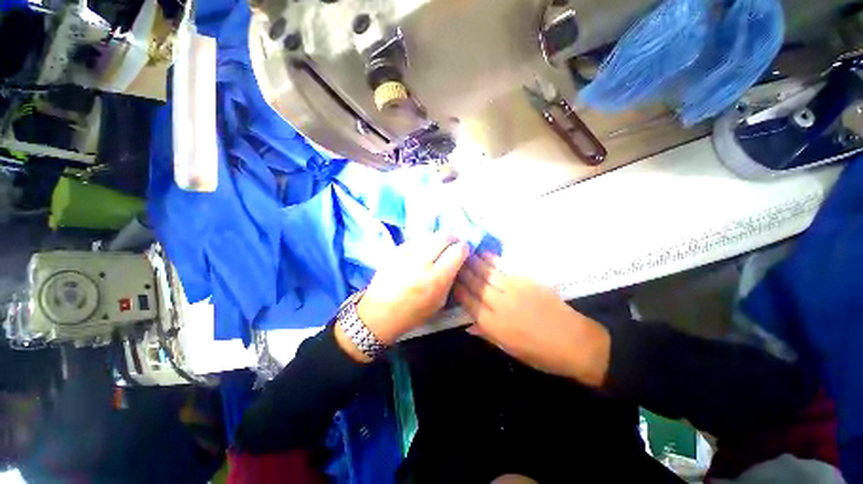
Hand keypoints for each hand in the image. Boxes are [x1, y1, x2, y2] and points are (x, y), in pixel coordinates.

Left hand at [356, 234, 468, 344]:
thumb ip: (450, 278)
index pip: (457, 251)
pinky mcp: (395, 250)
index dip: (463, 248)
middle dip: (452, 238)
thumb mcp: (439, 301)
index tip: (463, 251)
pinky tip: (423, 250)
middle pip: (444, 237)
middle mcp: (423, 261)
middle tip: (453, 244)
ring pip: (429, 235)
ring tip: (438, 246)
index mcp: (436, 277)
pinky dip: (424, 241)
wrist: (380, 313)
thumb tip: (457, 261)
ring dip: (438, 238)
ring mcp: (407, 253)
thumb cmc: (413, 313)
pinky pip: (415, 239)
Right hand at [453, 253, 610, 386]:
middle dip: (461, 271)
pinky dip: (491, 260)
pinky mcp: (525, 281)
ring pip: (486, 273)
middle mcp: (498, 304)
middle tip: (452, 259)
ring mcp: (512, 290)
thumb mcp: (509, 349)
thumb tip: (468, 324)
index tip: (448, 278)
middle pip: (474, 284)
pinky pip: (503, 268)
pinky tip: (483, 254)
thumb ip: (486, 333)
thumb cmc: (540, 353)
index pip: (467, 301)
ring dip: (473, 262)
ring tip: (463, 252)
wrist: (575, 342)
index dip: (456, 288)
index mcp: (492, 324)